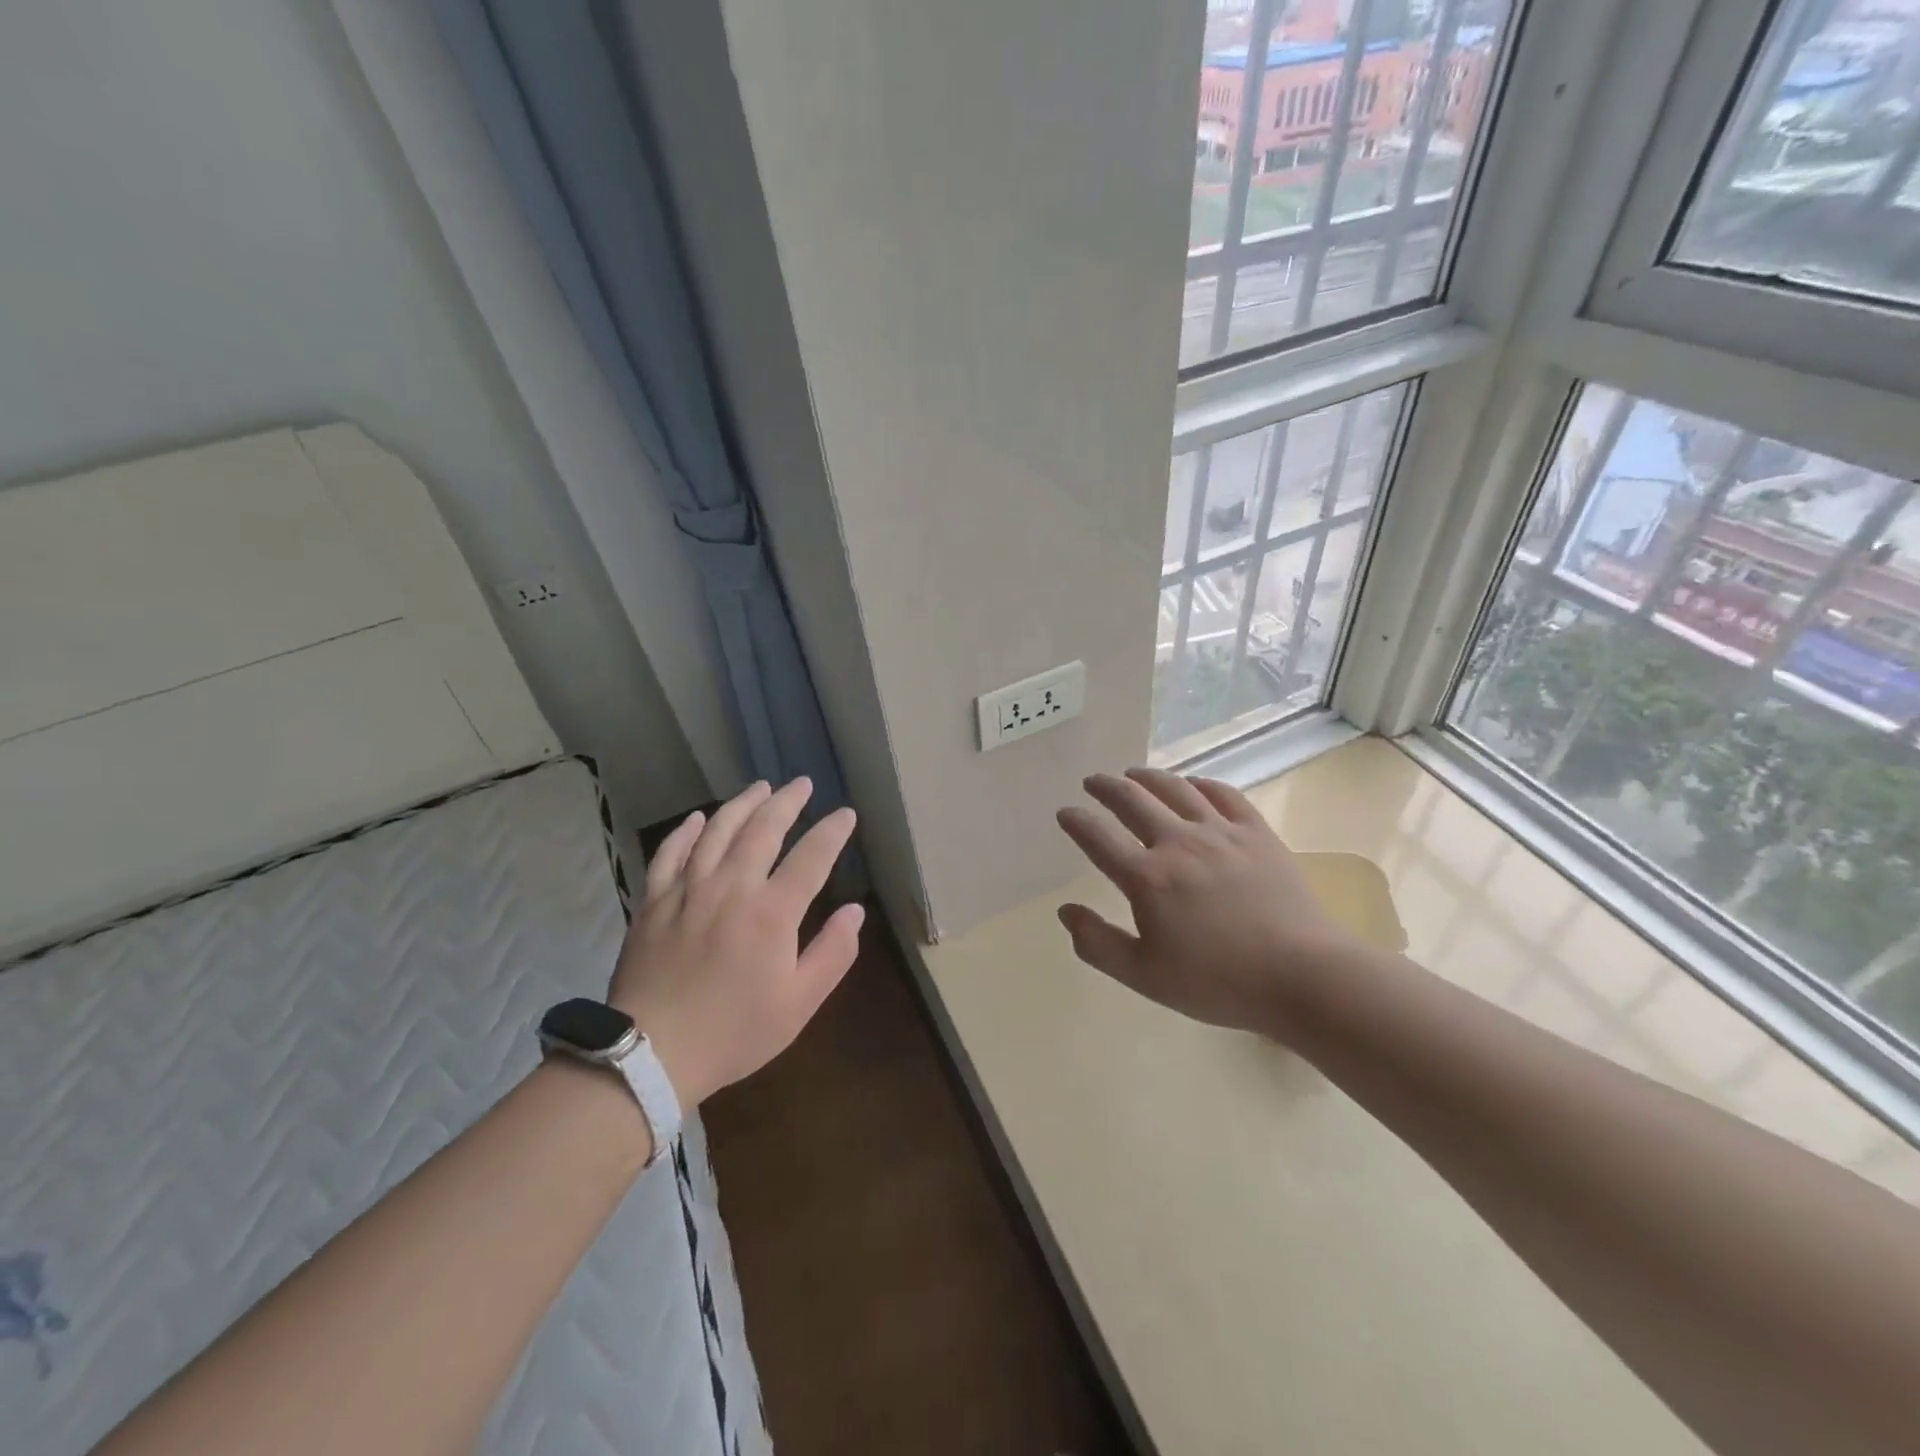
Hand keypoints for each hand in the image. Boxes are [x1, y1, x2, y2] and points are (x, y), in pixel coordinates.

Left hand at [610, 778, 861, 1105]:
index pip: (811, 857)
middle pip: (763, 830)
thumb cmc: (734, 1032)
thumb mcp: (799, 1004)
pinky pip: (670, 853)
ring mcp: (688, 890)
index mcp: (771, 912)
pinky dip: (686, 831)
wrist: (651, 1053)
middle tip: (803, 783)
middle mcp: (731, 887)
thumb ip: (833, 954)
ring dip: (742, 804)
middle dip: (787, 802)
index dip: (832, 832)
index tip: (846, 814)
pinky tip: (697, 818)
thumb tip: (855, 911)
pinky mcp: (654, 902)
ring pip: (717, 831)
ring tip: (760, 787)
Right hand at [1055, 768, 1358, 1037]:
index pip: (1098, 837)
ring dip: (1147, 777)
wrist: (1302, 977)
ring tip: (1133, 774)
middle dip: (1106, 786)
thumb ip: (1097, 944)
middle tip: (1093, 781)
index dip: (1076, 821)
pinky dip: (1199, 783)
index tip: (1065, 813)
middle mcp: (1179, 843)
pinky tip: (1192, 785)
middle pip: (1132, 800)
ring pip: (1175, 788)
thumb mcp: (1145, 977)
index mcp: (1147, 877)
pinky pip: (1222, 794)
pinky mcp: (1256, 832)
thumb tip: (1065, 911)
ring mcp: (1221, 832)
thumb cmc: (1218, 982)